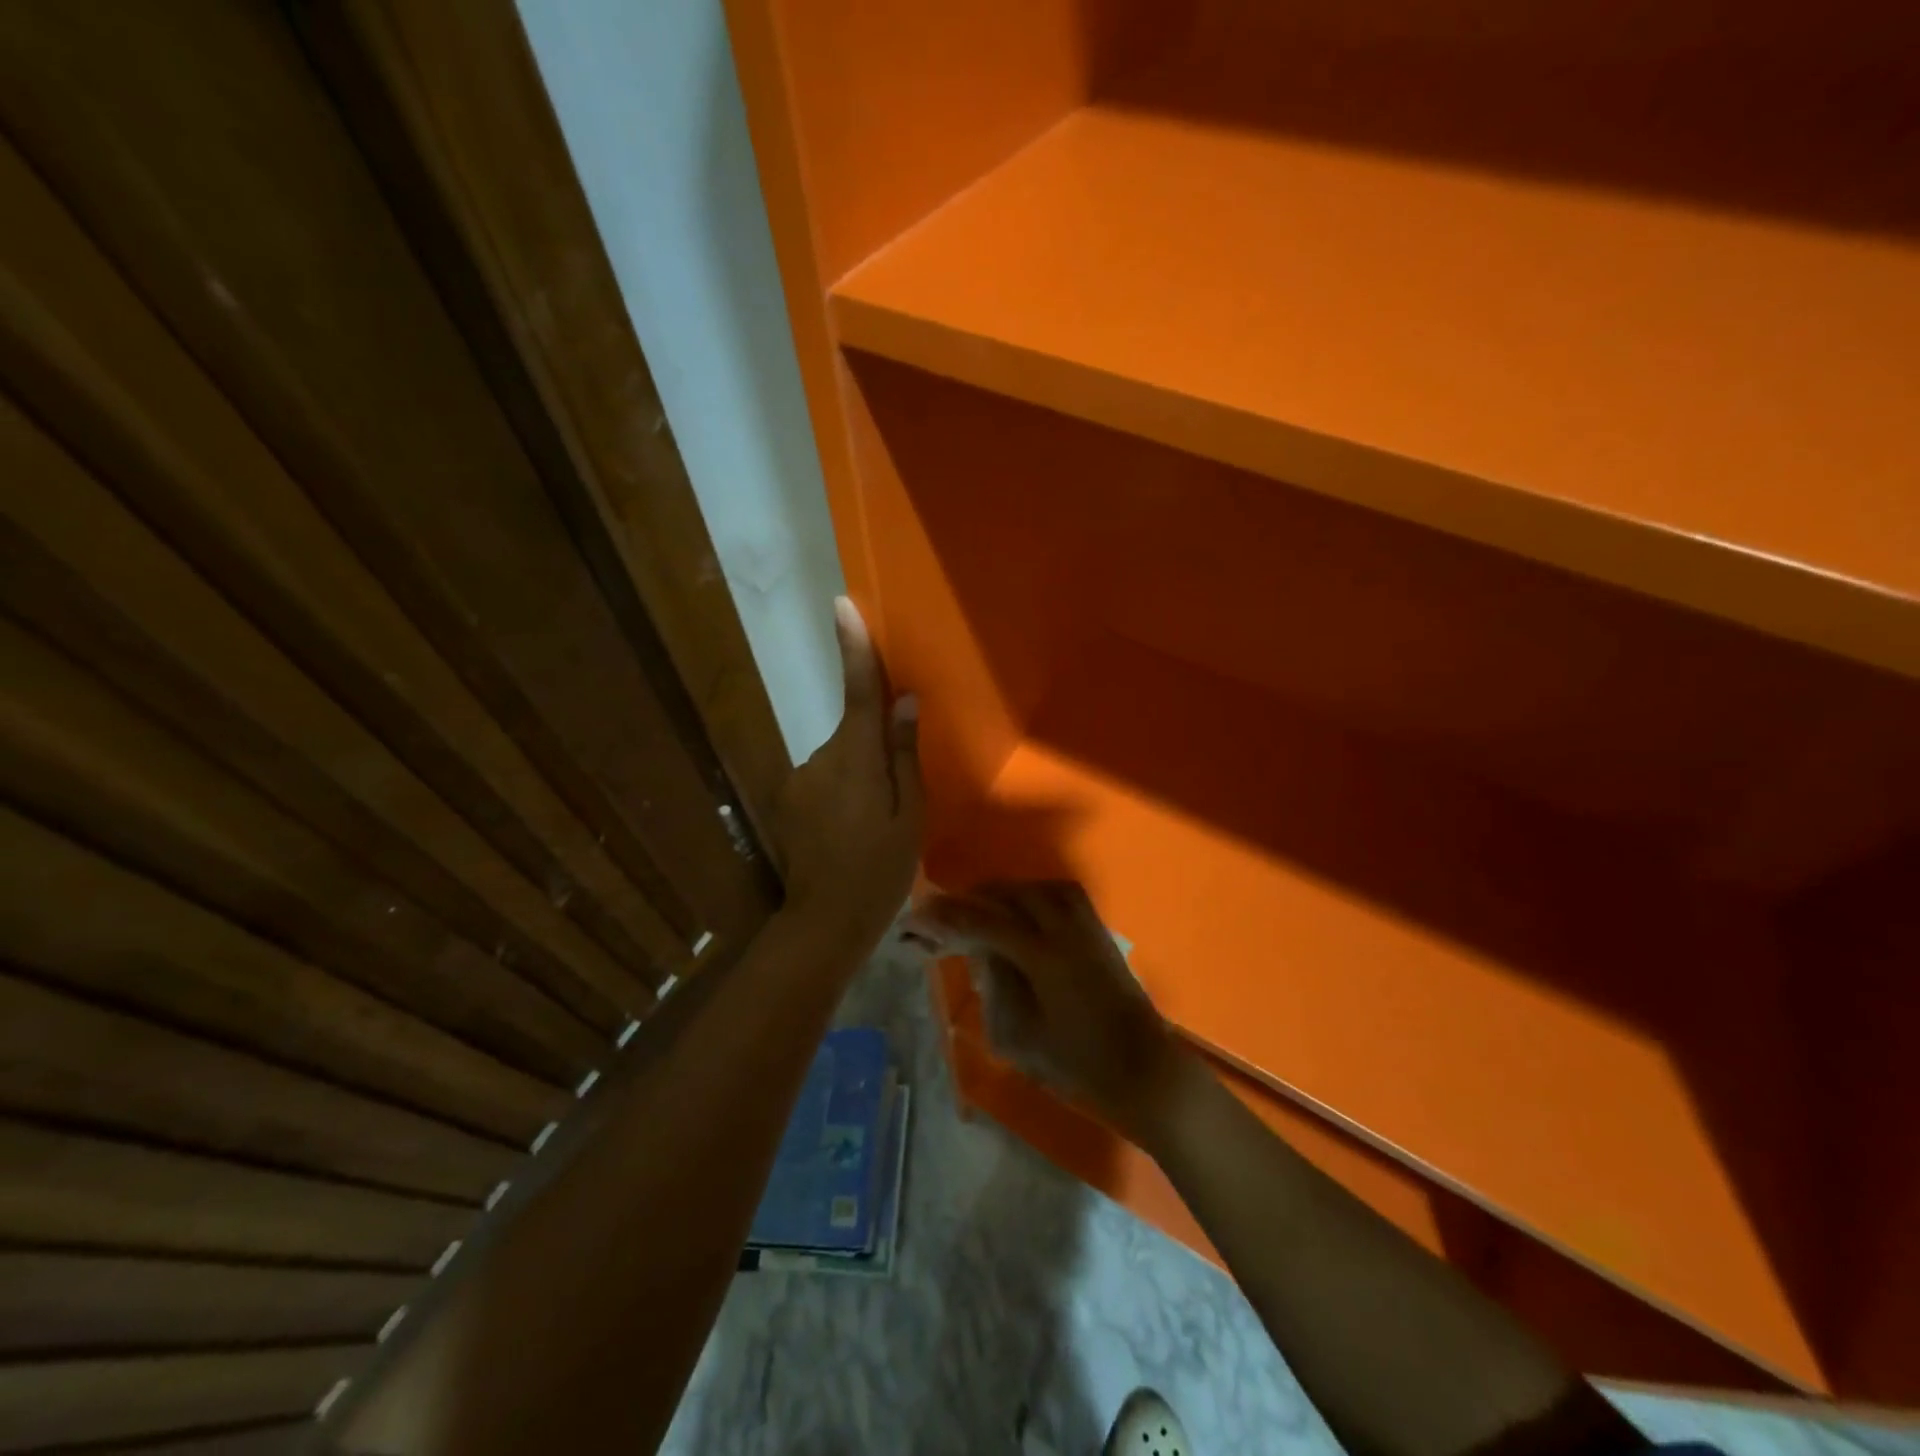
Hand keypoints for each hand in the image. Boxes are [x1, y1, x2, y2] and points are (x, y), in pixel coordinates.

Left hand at [771, 597, 922, 951]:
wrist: (825, 920)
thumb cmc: (880, 869)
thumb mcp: (910, 815)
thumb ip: (904, 754)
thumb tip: (904, 701)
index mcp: (857, 760)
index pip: (859, 693)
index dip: (853, 648)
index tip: (842, 605)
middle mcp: (821, 757)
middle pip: (853, 728)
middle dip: (874, 745)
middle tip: (896, 794)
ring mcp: (800, 778)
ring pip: (841, 756)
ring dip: (859, 772)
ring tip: (873, 820)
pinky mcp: (790, 796)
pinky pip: (826, 776)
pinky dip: (843, 789)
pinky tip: (851, 827)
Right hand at [917, 881, 1192, 1143]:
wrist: (1142, 1068)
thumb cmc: (1076, 1064)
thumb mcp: (1018, 1036)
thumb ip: (994, 986)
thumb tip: (981, 952)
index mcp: (1042, 955)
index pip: (984, 922)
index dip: (946, 918)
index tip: (916, 917)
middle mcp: (1064, 927)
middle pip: (1009, 895)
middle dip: (970, 901)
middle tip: (941, 916)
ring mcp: (1086, 924)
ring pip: (1034, 888)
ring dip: (1001, 895)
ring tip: (975, 910)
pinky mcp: (1098, 929)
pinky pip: (1058, 893)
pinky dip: (1030, 895)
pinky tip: (1017, 910)